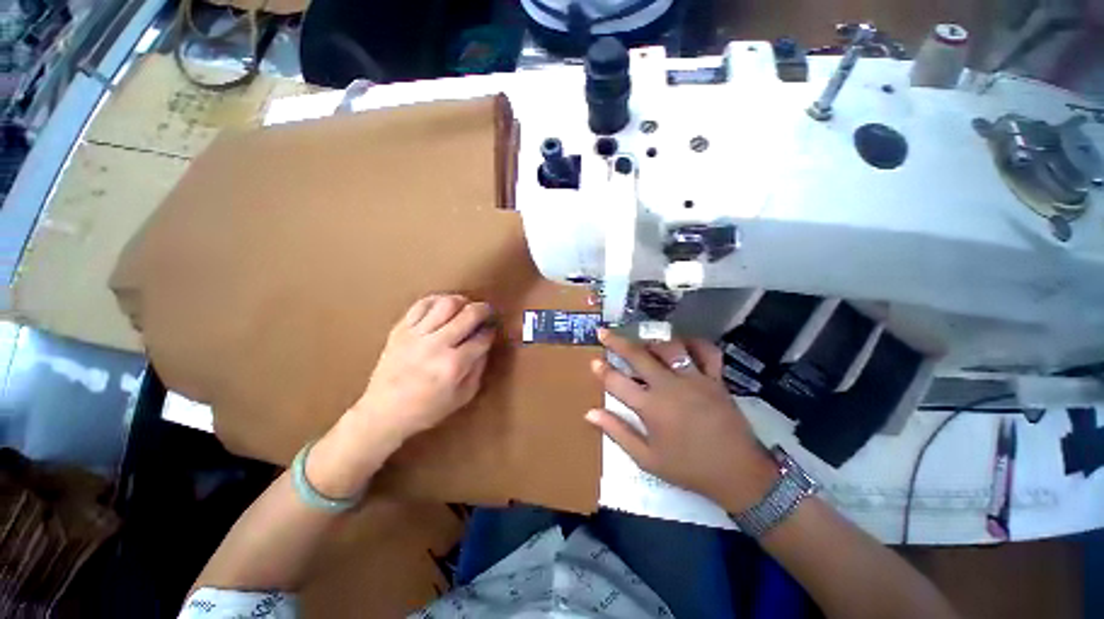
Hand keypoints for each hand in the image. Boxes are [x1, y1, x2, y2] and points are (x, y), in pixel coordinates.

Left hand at [351, 294, 495, 440]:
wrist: (383, 412)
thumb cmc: (427, 409)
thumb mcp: (463, 396)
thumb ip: (479, 368)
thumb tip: (485, 344)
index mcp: (454, 365)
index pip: (482, 338)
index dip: (491, 331)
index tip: (492, 330)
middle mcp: (436, 345)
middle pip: (468, 314)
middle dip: (484, 310)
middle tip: (487, 312)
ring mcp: (416, 335)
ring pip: (446, 303)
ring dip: (462, 301)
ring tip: (465, 307)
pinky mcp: (400, 329)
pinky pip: (421, 304)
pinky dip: (437, 300)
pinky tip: (443, 306)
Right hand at [585, 329, 777, 512]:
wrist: (738, 474)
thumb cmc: (688, 468)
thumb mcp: (647, 459)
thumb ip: (617, 432)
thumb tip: (590, 413)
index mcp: (650, 408)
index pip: (617, 382)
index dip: (602, 370)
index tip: (593, 361)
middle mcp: (669, 386)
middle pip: (638, 356)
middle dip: (617, 342)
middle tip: (604, 332)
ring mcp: (694, 379)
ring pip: (669, 347)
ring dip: (652, 342)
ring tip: (643, 343)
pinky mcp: (715, 378)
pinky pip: (706, 352)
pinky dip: (695, 343)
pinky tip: (684, 344)